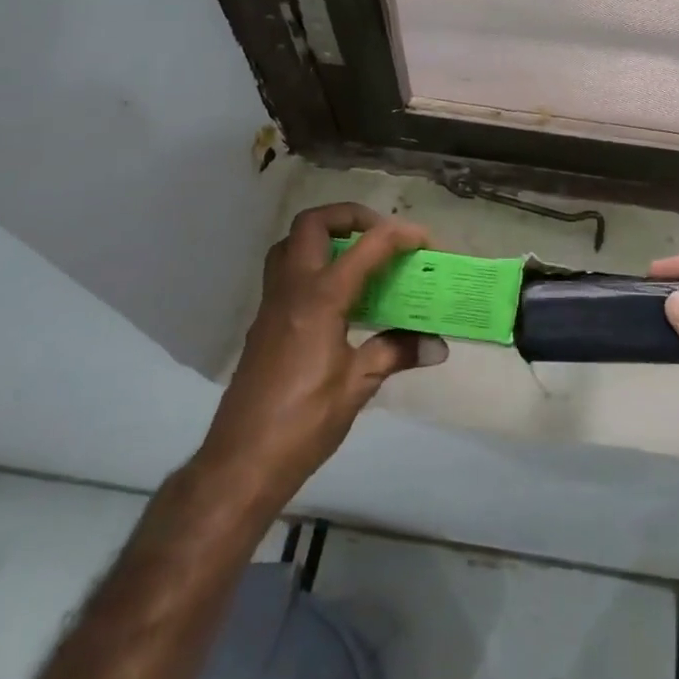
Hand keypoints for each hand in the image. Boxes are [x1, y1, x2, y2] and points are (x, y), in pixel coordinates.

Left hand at [196, 204, 447, 516]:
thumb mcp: (357, 386)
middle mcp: (292, 290)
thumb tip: (436, 344)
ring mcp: (272, 304)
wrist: (242, 461)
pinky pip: (286, 272)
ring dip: (325, 236)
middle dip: (350, 217)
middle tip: (381, 236)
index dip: (400, 235)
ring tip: (358, 258)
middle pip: (312, 224)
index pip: (366, 247)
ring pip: (291, 244)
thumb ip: (395, 353)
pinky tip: (339, 298)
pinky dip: (314, 265)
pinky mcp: (265, 323)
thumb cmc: (304, 421)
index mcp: (320, 299)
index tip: (426, 241)